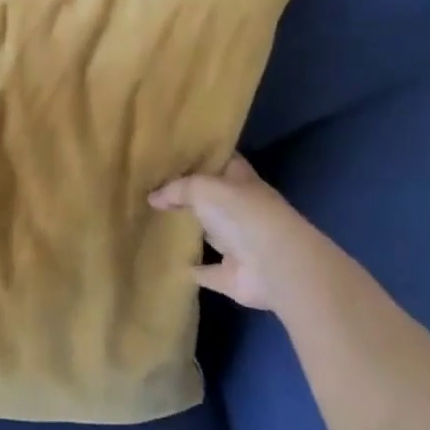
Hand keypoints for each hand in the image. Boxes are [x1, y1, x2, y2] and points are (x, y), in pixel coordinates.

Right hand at [149, 154, 321, 309]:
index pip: (222, 162)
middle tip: (154, 189)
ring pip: (210, 234)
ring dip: (191, 231)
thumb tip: (152, 197)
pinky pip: (207, 272)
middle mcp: (242, 211)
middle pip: (213, 199)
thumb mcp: (203, 188)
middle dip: (190, 196)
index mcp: (241, 182)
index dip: (202, 156)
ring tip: (156, 223)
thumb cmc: (243, 214)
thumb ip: (176, 189)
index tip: (174, 153)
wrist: (277, 267)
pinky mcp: (233, 276)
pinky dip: (193, 270)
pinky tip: (170, 263)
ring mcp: (240, 244)